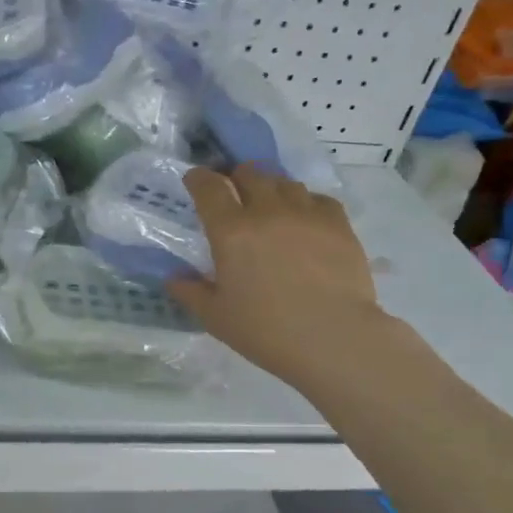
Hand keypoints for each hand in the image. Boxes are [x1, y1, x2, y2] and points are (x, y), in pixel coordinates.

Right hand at [167, 165, 384, 392]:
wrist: (333, 339)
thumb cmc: (265, 330)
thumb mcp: (215, 317)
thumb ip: (190, 292)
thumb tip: (174, 279)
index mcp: (231, 231)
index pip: (209, 187)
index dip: (199, 179)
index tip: (195, 180)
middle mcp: (267, 211)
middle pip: (249, 173)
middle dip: (237, 177)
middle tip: (235, 194)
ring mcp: (306, 214)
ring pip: (284, 182)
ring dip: (271, 187)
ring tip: (270, 205)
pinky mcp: (339, 224)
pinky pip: (318, 198)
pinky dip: (306, 203)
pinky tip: (305, 220)